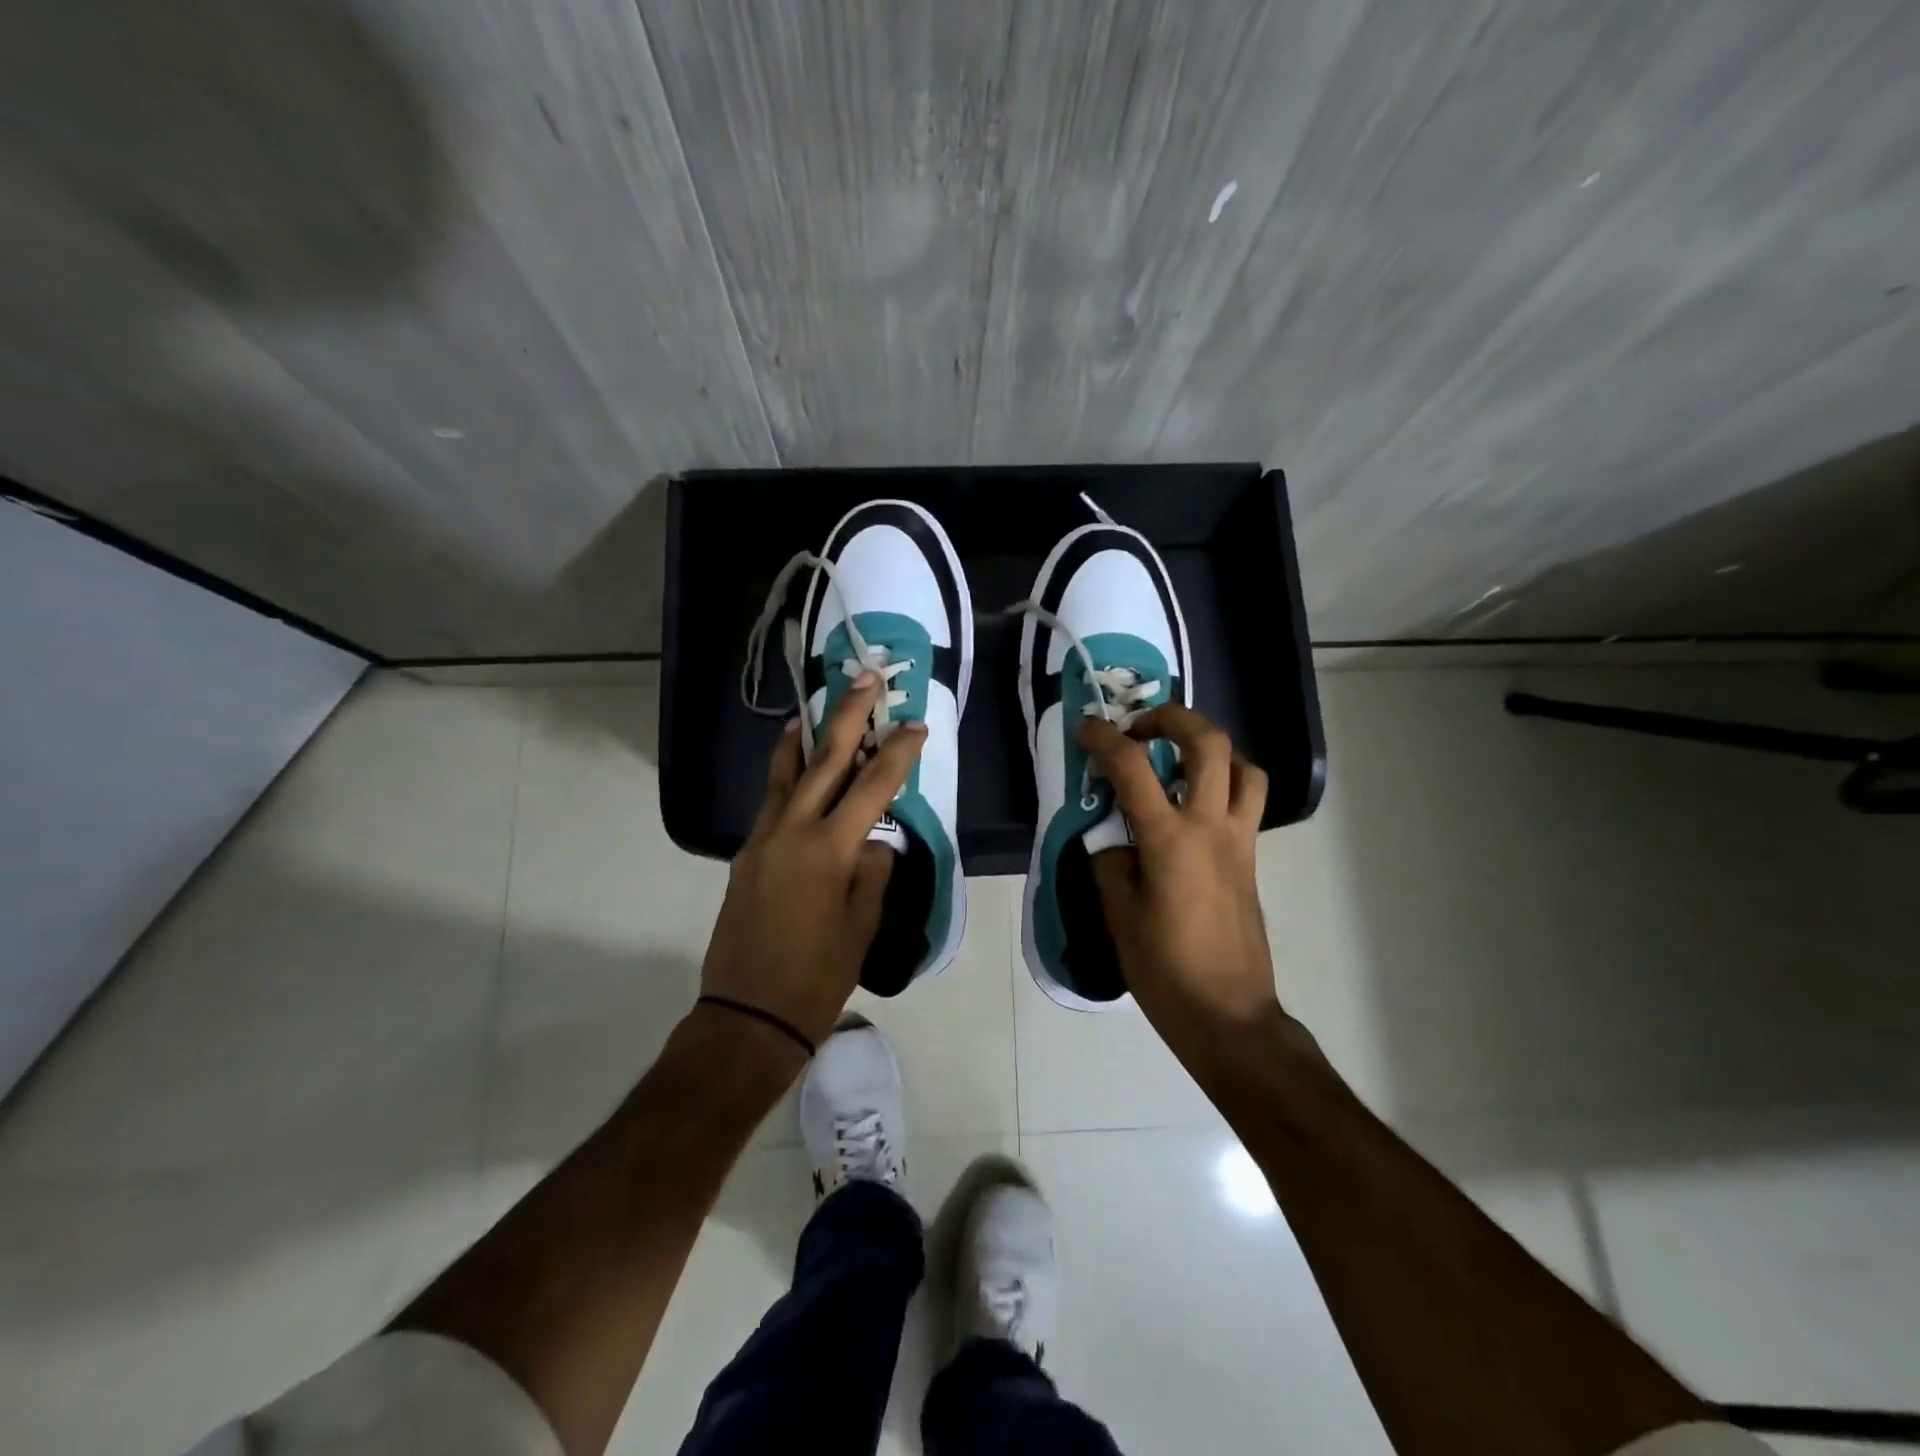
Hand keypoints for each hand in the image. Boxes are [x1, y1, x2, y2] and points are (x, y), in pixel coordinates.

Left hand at [700, 675, 925, 1049]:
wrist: (747, 1015)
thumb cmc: (817, 976)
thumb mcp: (862, 926)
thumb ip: (873, 872)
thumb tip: (873, 840)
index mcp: (828, 850)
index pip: (872, 787)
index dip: (897, 752)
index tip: (915, 726)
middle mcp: (791, 831)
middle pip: (824, 761)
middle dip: (847, 716)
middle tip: (864, 678)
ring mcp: (762, 839)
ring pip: (786, 773)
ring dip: (805, 736)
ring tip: (815, 706)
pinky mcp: (746, 853)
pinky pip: (770, 799)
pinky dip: (784, 772)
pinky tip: (794, 764)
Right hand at [1077, 703, 1278, 1054]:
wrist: (1229, 1015)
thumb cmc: (1165, 971)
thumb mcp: (1119, 916)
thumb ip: (1111, 863)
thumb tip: (1112, 837)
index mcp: (1170, 840)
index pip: (1134, 768)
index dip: (1105, 738)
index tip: (1086, 727)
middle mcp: (1212, 828)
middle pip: (1208, 743)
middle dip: (1172, 718)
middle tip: (1140, 728)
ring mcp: (1239, 841)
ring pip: (1243, 767)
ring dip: (1210, 748)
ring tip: (1177, 760)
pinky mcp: (1251, 859)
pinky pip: (1247, 800)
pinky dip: (1224, 782)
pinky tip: (1193, 805)